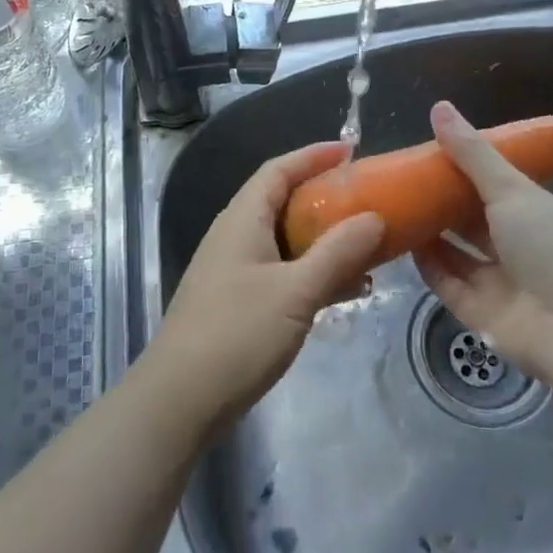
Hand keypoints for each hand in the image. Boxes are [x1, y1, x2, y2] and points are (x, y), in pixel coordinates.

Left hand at [149, 141, 384, 429]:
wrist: (179, 401)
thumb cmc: (236, 334)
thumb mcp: (295, 291)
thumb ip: (337, 253)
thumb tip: (374, 217)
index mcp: (243, 219)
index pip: (279, 169)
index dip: (313, 155)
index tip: (352, 151)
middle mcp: (236, 235)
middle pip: (284, 201)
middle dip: (326, 198)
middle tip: (368, 200)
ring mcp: (235, 270)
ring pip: (287, 240)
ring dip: (325, 240)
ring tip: (368, 246)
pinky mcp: (239, 302)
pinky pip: (283, 272)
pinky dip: (314, 272)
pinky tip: (346, 290)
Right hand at [411, 101, 552, 382]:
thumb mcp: (512, 190)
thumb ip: (472, 154)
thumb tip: (439, 106)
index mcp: (535, 214)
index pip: (495, 188)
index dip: (464, 171)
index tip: (429, 153)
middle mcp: (519, 248)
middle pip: (473, 223)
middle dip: (442, 203)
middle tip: (404, 180)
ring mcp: (501, 284)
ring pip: (458, 254)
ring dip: (431, 234)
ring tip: (395, 207)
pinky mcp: (482, 316)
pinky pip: (449, 285)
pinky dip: (428, 266)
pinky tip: (403, 243)